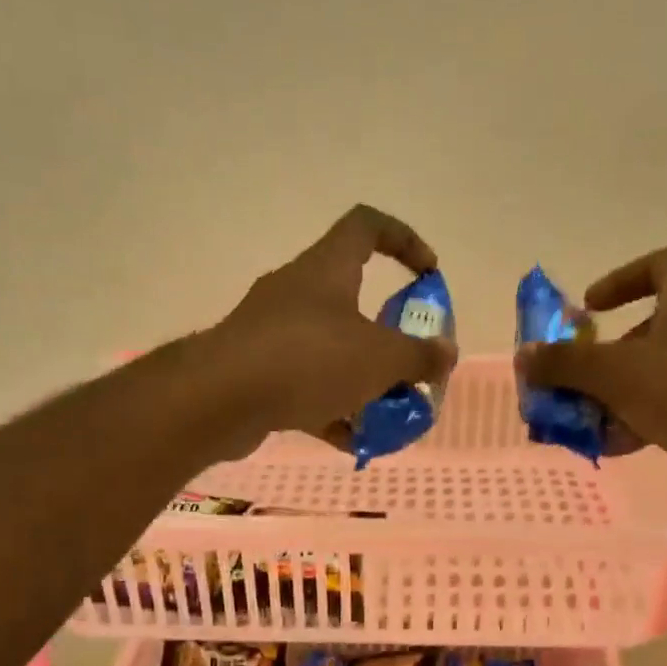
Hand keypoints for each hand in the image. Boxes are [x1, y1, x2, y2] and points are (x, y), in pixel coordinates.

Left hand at [207, 205, 455, 448]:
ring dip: (360, 377)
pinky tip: (350, 439)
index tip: (428, 274)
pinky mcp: (256, 370)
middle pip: (352, 298)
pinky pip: (305, 384)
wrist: (220, 400)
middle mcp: (297, 291)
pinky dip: (330, 406)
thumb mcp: (380, 359)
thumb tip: (446, 353)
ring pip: (329, 348)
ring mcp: (272, 332)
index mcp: (327, 269)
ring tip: (386, 412)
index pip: (367, 226)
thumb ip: (419, 356)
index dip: (404, 240)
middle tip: (408, 364)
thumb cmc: (309, 361)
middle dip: (387, 334)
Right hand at [516, 247, 666, 500]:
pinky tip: (627, 444)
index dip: (619, 282)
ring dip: (630, 389)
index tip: (589, 310)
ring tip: (598, 421)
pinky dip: (656, 412)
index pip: (658, 264)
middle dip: (616, 352)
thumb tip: (523, 356)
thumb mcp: (614, 374)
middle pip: (659, 321)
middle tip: (589, 376)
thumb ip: (566, 364)